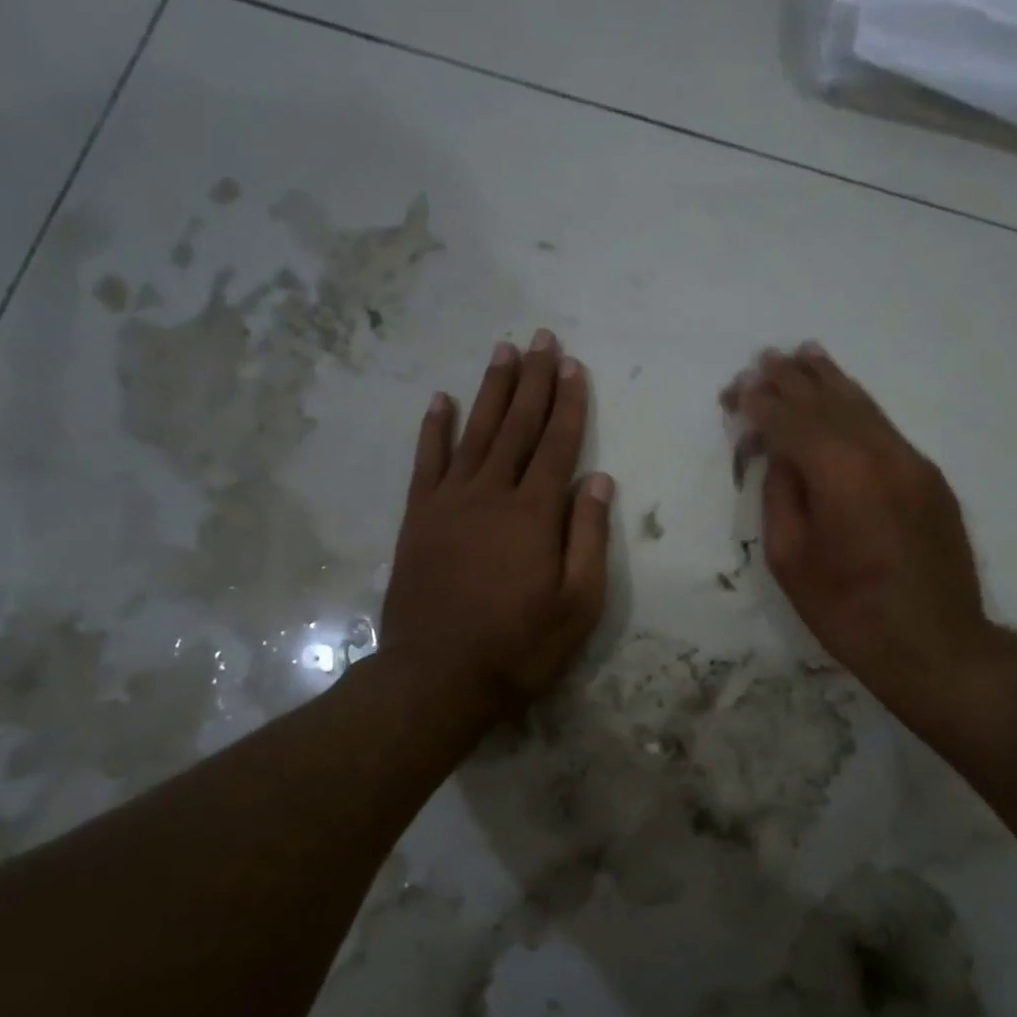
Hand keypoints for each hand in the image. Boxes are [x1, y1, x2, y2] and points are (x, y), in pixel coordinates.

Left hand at [383, 331, 613, 715]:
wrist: (437, 677)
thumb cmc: (519, 646)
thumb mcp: (577, 604)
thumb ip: (587, 537)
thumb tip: (597, 480)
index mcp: (534, 514)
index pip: (558, 445)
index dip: (569, 403)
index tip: (573, 365)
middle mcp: (491, 494)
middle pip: (518, 426)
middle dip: (533, 380)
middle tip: (541, 339)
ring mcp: (449, 503)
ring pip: (476, 432)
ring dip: (491, 390)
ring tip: (503, 352)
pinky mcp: (418, 519)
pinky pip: (427, 462)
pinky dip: (434, 429)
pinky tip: (441, 400)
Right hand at [723, 344, 992, 711]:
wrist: (936, 645)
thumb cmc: (848, 612)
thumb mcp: (790, 559)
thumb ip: (781, 495)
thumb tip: (782, 457)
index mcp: (840, 473)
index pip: (791, 422)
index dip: (761, 403)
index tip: (736, 389)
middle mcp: (880, 453)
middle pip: (827, 403)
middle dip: (792, 380)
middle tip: (763, 358)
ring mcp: (911, 462)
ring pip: (862, 407)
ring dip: (829, 380)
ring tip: (804, 354)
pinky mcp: (929, 477)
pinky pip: (884, 428)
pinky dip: (858, 406)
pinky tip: (845, 395)